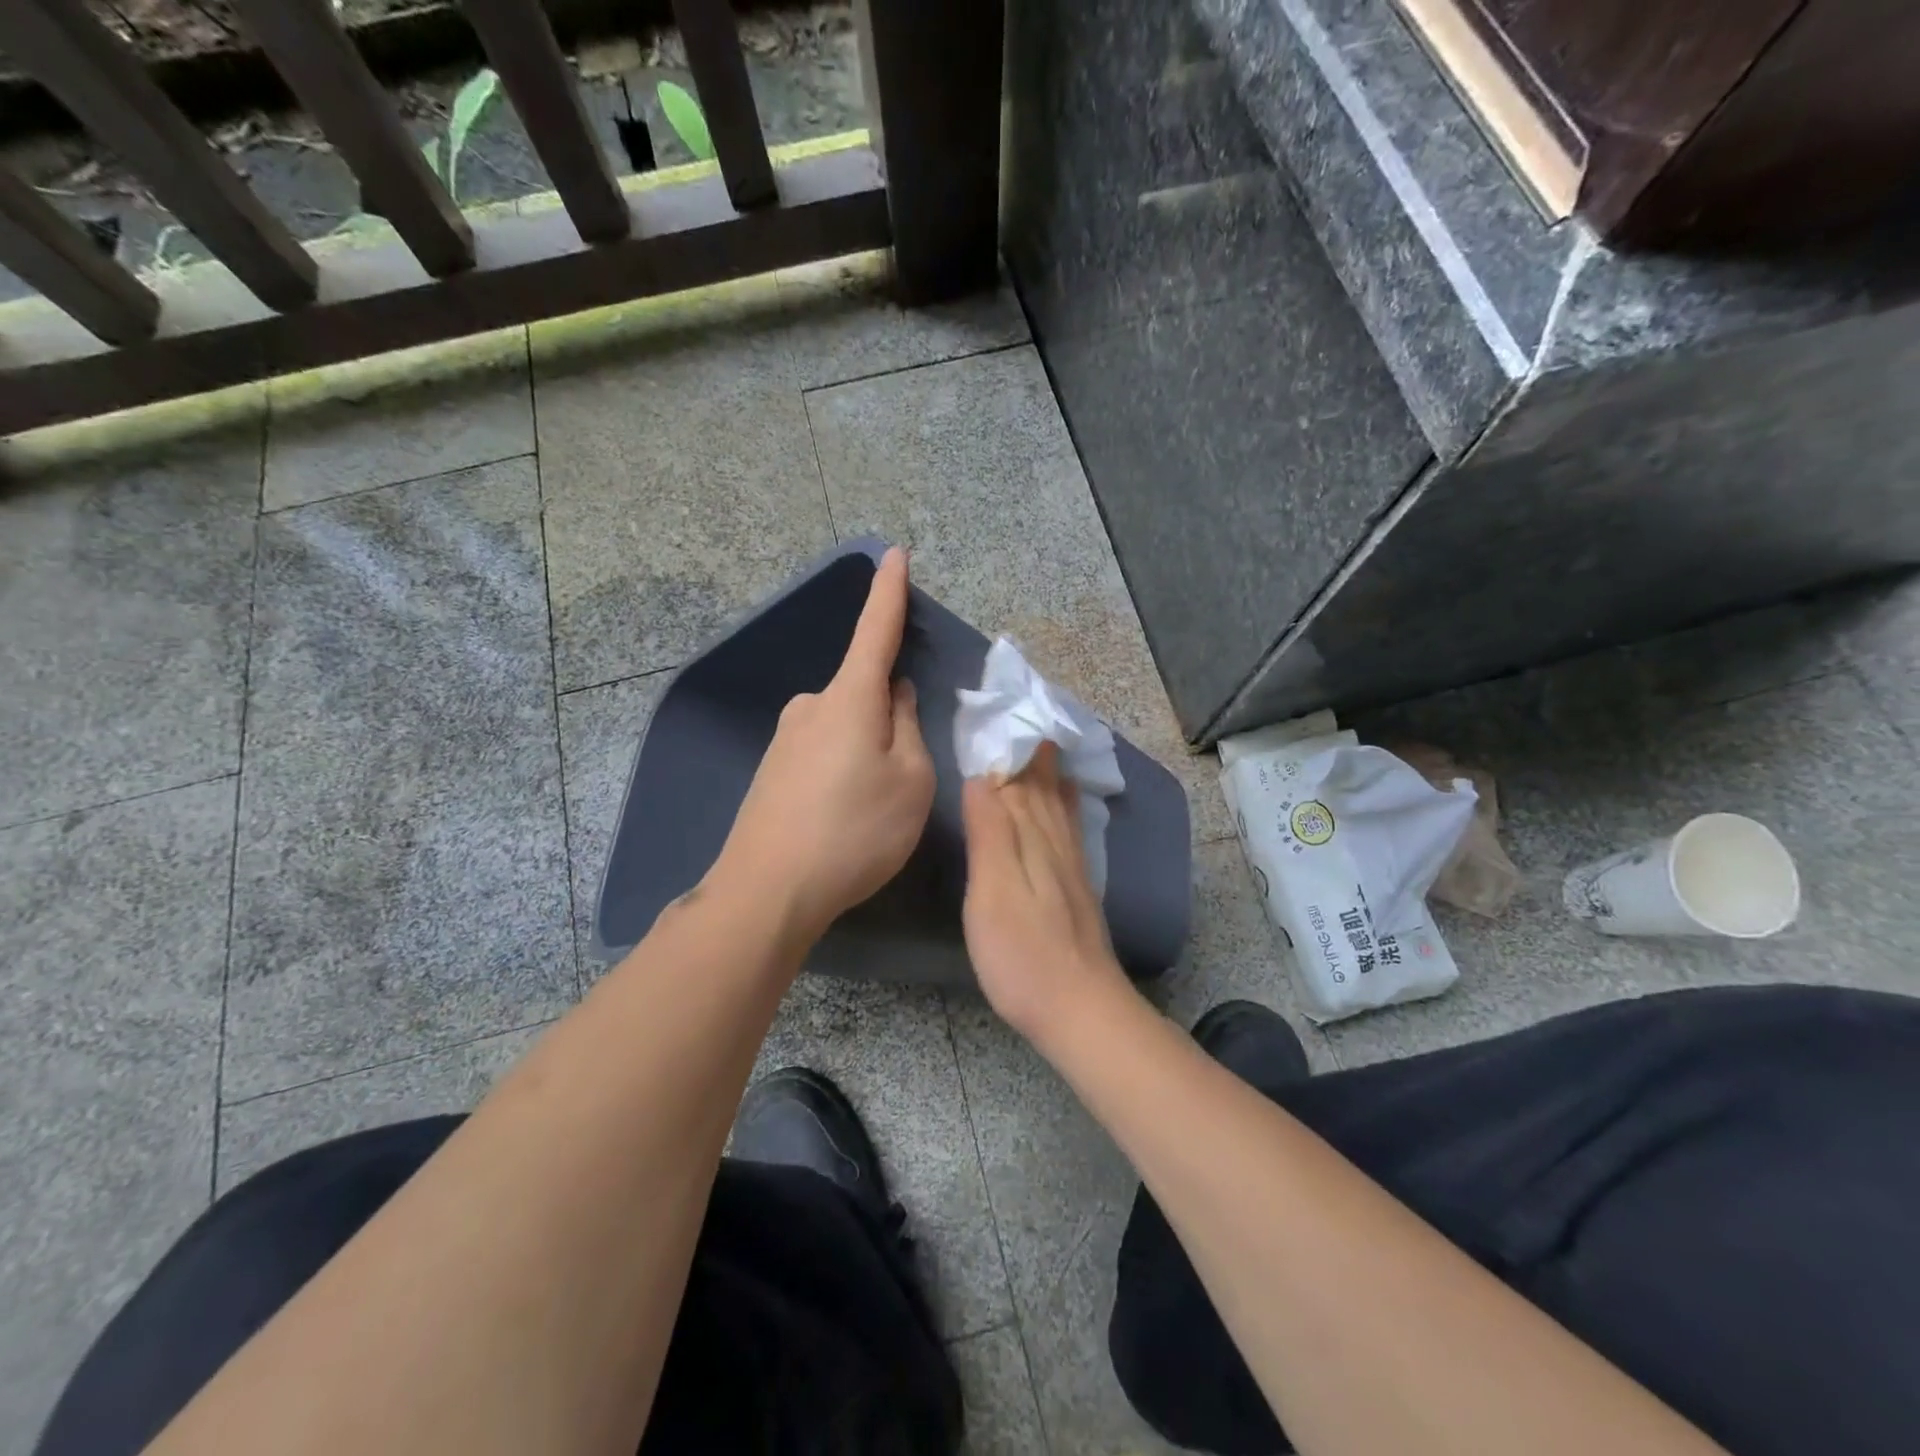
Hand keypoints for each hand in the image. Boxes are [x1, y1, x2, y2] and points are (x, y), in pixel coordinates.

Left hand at [711, 548, 935, 947]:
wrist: (767, 890)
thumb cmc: (854, 831)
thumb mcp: (909, 781)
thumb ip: (908, 728)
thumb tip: (897, 696)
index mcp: (849, 698)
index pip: (875, 630)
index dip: (889, 592)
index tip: (894, 554)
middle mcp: (811, 705)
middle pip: (865, 692)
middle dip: (891, 715)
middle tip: (904, 774)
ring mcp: (786, 737)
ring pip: (846, 725)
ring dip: (868, 748)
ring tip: (873, 806)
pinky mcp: (773, 768)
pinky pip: (823, 751)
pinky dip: (844, 768)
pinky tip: (843, 814)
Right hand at [961, 744, 1132, 1044]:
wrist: (1079, 1007)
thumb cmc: (1022, 953)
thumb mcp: (992, 891)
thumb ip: (990, 832)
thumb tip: (983, 777)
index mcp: (1030, 836)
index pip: (1015, 780)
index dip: (1004, 748)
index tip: (993, 714)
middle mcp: (1055, 840)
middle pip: (1040, 786)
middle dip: (1028, 752)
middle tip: (1019, 717)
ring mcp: (1071, 864)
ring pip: (1058, 803)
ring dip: (1048, 772)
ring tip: (1045, 742)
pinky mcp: (1077, 886)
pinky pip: (1071, 826)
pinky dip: (1067, 803)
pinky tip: (1070, 796)